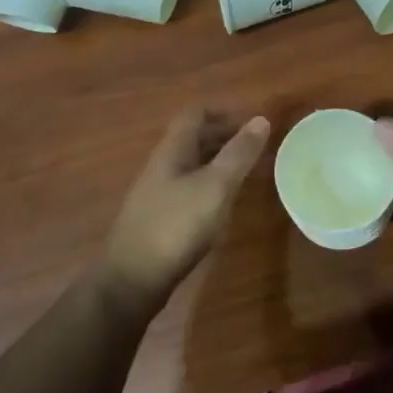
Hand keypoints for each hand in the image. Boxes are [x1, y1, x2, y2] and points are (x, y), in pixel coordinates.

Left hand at [102, 107, 270, 315]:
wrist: (132, 280)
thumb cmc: (176, 226)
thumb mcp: (215, 187)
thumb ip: (238, 154)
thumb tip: (261, 119)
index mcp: (172, 151)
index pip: (195, 114)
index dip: (224, 111)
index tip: (252, 121)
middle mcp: (162, 166)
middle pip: (193, 138)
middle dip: (224, 135)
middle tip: (256, 146)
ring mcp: (158, 193)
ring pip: (192, 164)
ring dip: (218, 161)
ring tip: (247, 171)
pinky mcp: (160, 218)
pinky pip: (189, 188)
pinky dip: (210, 185)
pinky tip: (224, 203)